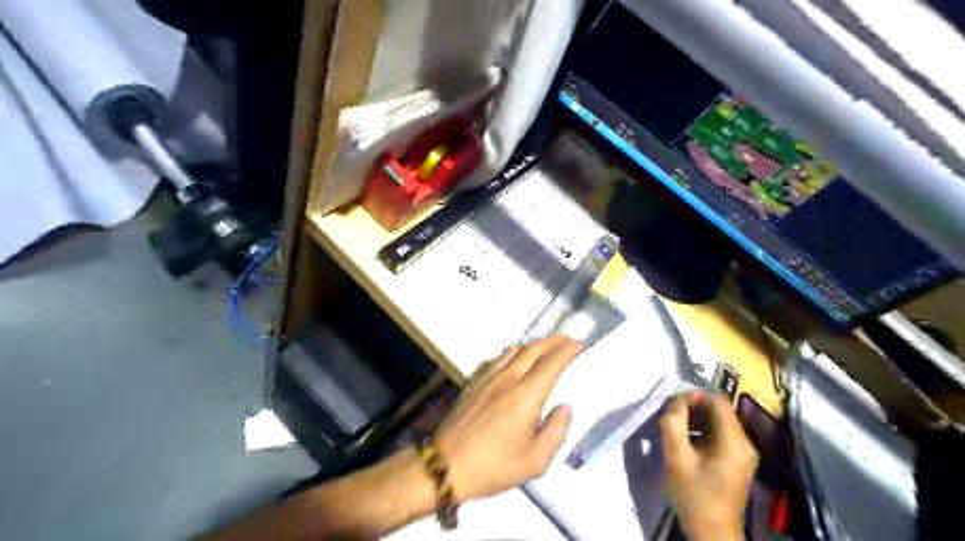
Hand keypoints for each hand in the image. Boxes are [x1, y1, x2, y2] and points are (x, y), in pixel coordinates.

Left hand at [434, 336, 582, 501]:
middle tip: (566, 339)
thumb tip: (565, 408)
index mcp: (525, 396)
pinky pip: (496, 359)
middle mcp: (507, 380)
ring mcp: (487, 379)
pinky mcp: (473, 383)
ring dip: (532, 345)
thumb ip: (555, 432)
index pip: (550, 364)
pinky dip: (511, 353)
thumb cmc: (493, 466)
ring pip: (513, 350)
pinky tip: (512, 361)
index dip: (566, 351)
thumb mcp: (534, 462)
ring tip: (543, 348)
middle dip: (552, 341)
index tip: (578, 344)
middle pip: (532, 350)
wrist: (445, 465)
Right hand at [659, 392, 756, 540]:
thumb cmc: (694, 495)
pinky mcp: (736, 461)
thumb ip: (673, 423)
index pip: (718, 402)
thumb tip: (676, 401)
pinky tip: (685, 441)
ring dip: (696, 419)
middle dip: (694, 407)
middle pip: (720, 411)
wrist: (712, 533)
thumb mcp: (676, 456)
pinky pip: (719, 435)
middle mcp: (745, 443)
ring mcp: (743, 453)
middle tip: (670, 414)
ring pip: (719, 422)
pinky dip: (702, 431)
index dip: (695, 396)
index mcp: (735, 441)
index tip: (673, 403)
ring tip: (675, 427)